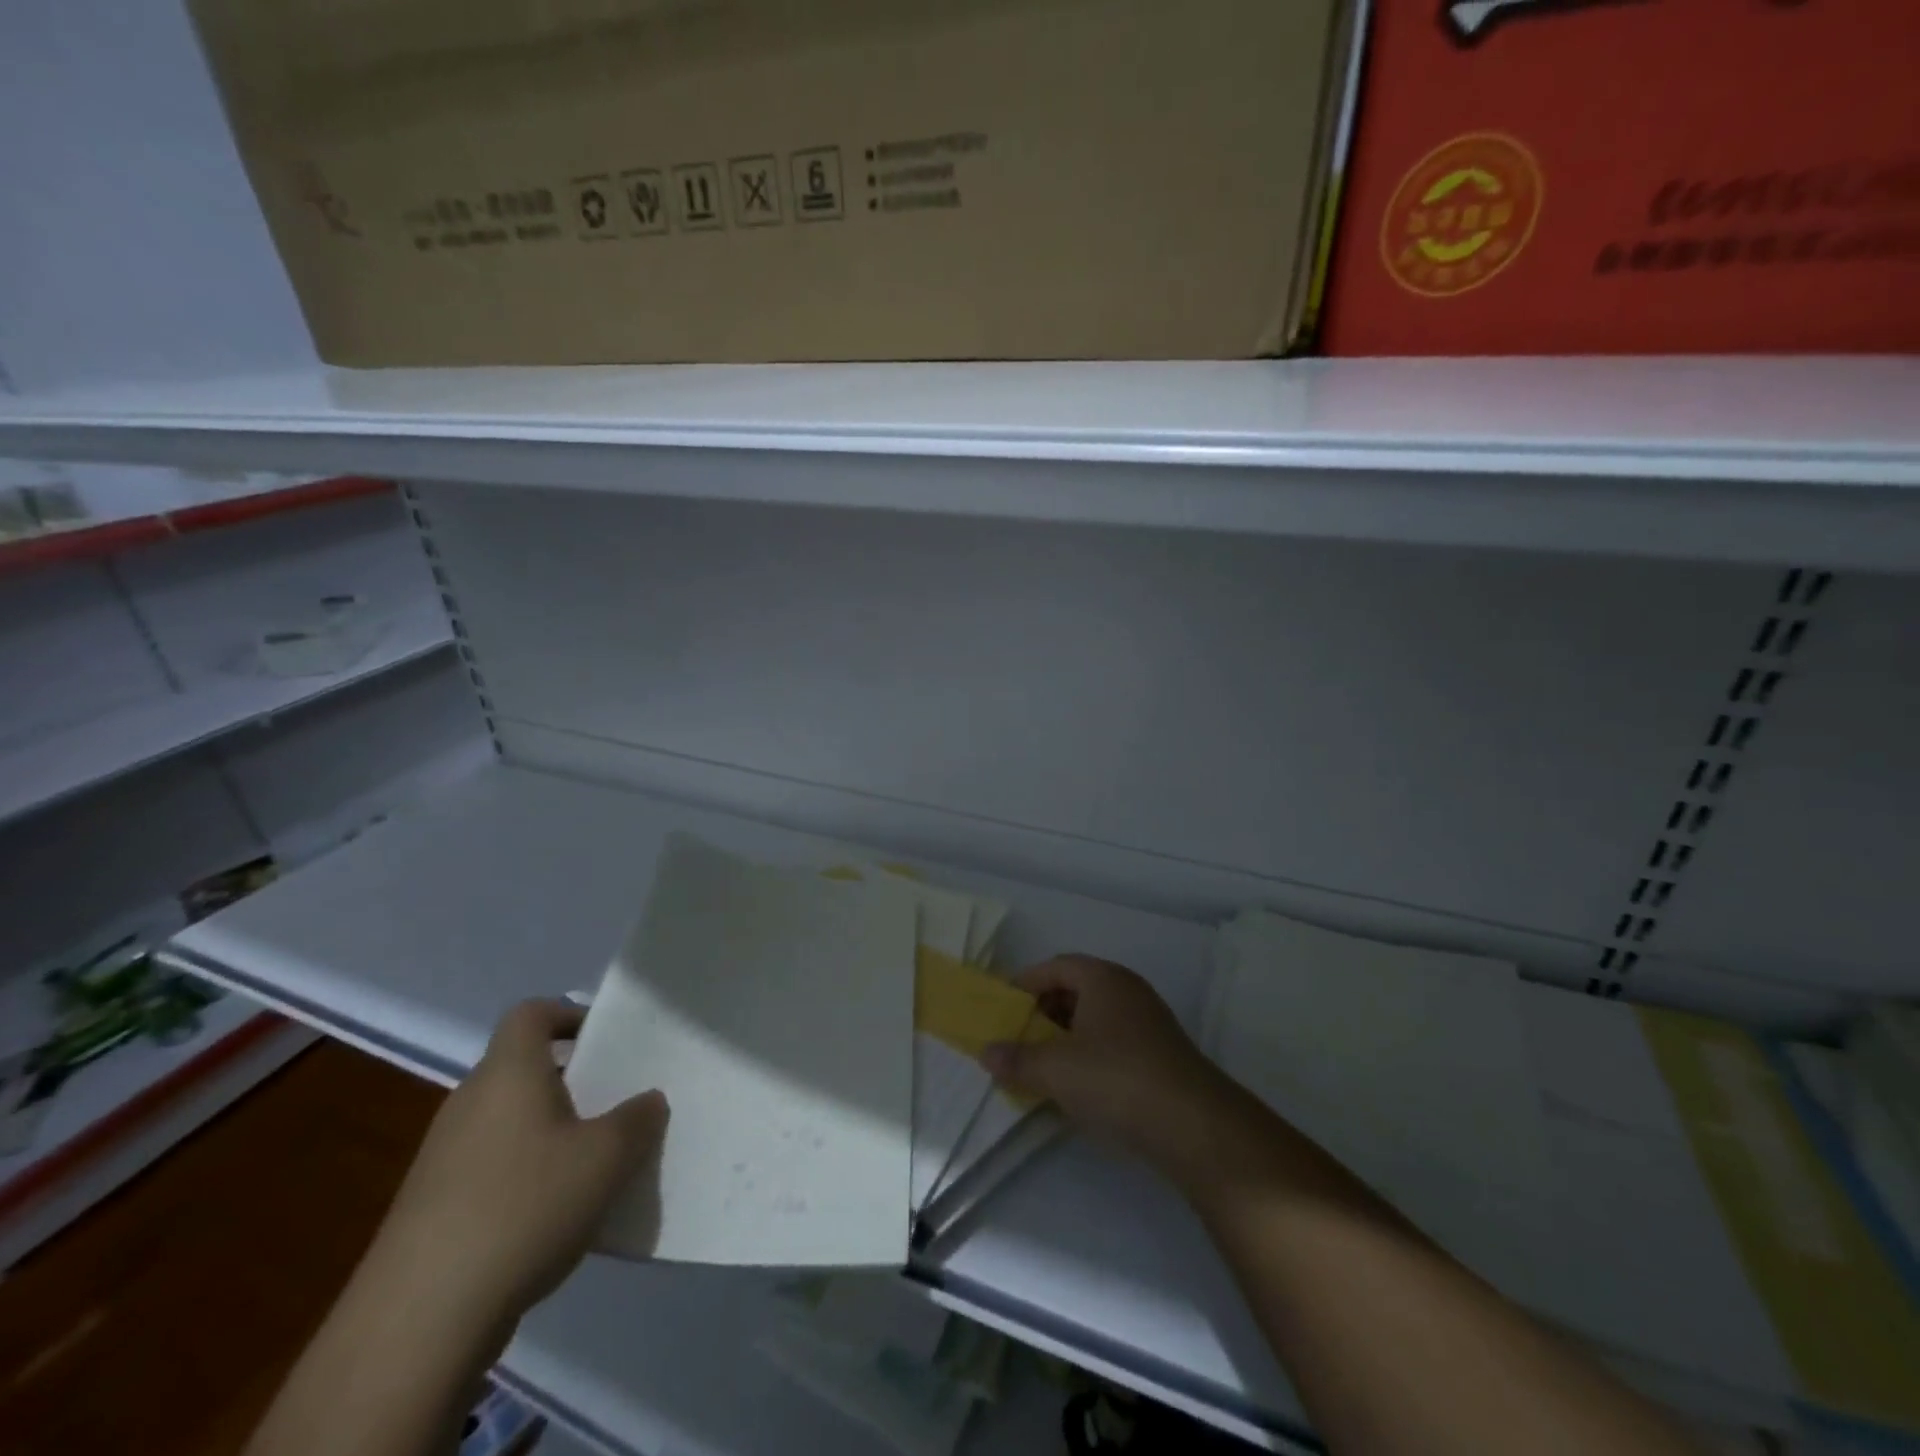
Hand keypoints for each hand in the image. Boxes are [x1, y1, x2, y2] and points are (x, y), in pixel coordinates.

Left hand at [372, 1000, 668, 1321]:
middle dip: (570, 1080)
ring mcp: (442, 1157)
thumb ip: (638, 1120)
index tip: (605, 1040)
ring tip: (591, 1165)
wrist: (417, 1321)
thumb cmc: (523, 1207)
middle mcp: (469, 1103)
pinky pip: (490, 1166)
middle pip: (522, 1069)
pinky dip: (523, 1175)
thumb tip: (648, 1101)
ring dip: (549, 1132)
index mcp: (507, 1073)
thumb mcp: (607, 1158)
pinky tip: (551, 1216)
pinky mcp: (430, 1207)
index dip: (568, 1014)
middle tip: (614, 1104)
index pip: (531, 1014)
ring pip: (508, 1121)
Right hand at [981, 955, 1231, 1173]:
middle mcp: (1128, 990)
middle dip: (1044, 1012)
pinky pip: (1114, 1042)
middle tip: (1019, 1038)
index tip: (1003, 1008)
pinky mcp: (1161, 1054)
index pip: (1056, 966)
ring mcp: (1149, 1022)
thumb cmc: (1115, 1079)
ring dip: (1066, 1037)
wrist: (1194, 1125)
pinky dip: (1090, 1055)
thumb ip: (1017, 1059)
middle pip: (1076, 989)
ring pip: (1096, 1018)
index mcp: (1103, 978)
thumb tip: (986, 1052)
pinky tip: (1078, 1087)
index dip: (1026, 983)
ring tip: (1043, 1066)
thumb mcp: (1055, 1070)